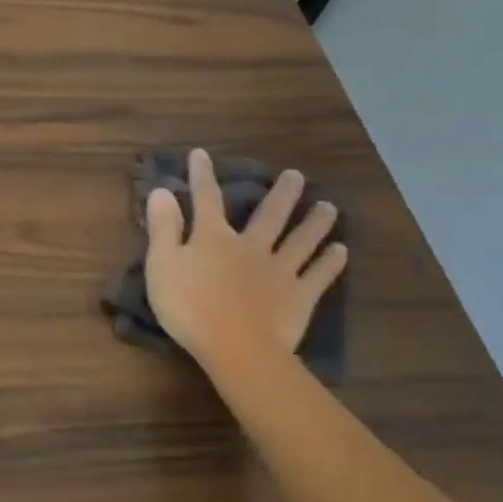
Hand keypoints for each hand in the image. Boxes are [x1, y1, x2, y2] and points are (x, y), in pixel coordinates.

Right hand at [144, 149, 347, 370]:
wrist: (237, 347)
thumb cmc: (190, 307)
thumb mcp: (162, 265)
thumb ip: (164, 227)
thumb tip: (162, 190)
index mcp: (213, 238)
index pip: (206, 199)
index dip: (202, 176)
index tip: (201, 154)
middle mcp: (250, 246)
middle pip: (269, 215)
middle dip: (281, 193)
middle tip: (296, 175)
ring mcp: (279, 270)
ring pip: (300, 240)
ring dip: (315, 222)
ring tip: (329, 207)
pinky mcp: (300, 296)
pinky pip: (318, 274)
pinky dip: (330, 262)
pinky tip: (340, 250)